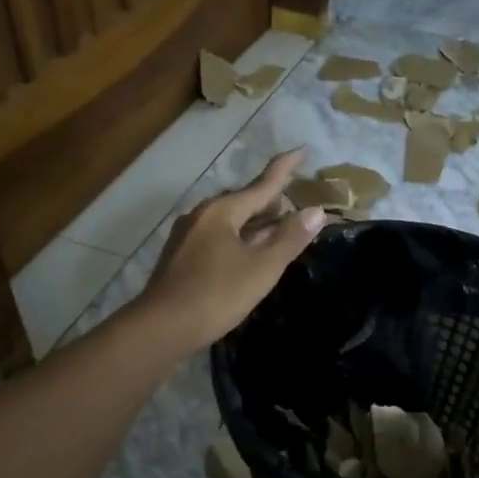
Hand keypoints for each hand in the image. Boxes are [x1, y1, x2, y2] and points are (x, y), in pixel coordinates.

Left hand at [140, 150, 326, 352]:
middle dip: (271, 201)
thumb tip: (316, 211)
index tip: (301, 150)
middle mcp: (202, 216)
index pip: (262, 184)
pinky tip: (249, 252)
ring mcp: (188, 236)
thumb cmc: (216, 294)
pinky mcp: (181, 257)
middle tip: (296, 205)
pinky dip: (240, 238)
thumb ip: (289, 238)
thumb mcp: (262, 268)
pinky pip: (219, 236)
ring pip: (230, 221)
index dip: (284, 169)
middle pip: (244, 201)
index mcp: (222, 211)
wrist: (162, 327)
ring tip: (278, 228)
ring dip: (255, 222)